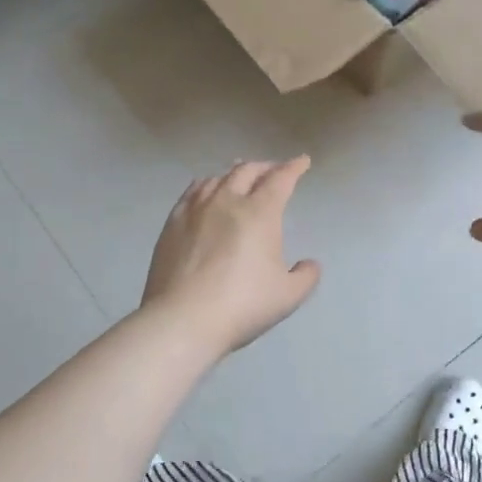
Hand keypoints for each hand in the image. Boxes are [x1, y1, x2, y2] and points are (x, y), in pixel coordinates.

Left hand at [142, 157, 321, 355]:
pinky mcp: (172, 223)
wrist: (183, 319)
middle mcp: (227, 201)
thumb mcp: (288, 296)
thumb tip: (310, 264)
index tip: (302, 161)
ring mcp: (196, 210)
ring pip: (218, 178)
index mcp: (260, 213)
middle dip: (265, 167)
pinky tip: (206, 191)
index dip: (293, 168)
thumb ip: (305, 276)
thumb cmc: (242, 305)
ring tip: (240, 176)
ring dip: (235, 173)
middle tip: (273, 171)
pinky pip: (192, 192)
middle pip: (247, 171)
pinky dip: (206, 185)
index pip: (280, 179)